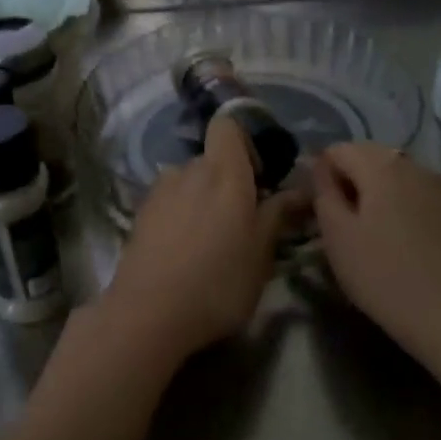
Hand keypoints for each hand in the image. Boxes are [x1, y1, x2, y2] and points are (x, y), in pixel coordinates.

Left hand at [101, 116, 301, 362]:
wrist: (149, 314)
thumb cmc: (218, 282)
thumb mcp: (261, 253)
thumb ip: (278, 214)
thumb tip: (301, 189)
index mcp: (223, 172)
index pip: (227, 125)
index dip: (244, 142)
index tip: (258, 177)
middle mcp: (188, 170)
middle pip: (210, 158)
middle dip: (226, 180)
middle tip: (241, 220)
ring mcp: (158, 192)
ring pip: (187, 182)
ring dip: (200, 199)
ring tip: (209, 240)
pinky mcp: (139, 215)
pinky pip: (168, 202)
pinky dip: (179, 216)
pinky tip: (183, 252)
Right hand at [313, 143, 440, 354]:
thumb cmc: (382, 273)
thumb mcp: (336, 234)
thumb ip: (323, 192)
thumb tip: (319, 167)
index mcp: (381, 164)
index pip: (337, 150)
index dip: (319, 174)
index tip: (314, 210)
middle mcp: (412, 165)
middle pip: (367, 158)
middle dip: (346, 182)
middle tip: (334, 223)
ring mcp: (436, 187)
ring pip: (390, 177)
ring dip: (370, 195)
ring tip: (361, 234)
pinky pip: (410, 195)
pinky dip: (393, 207)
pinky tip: (390, 241)